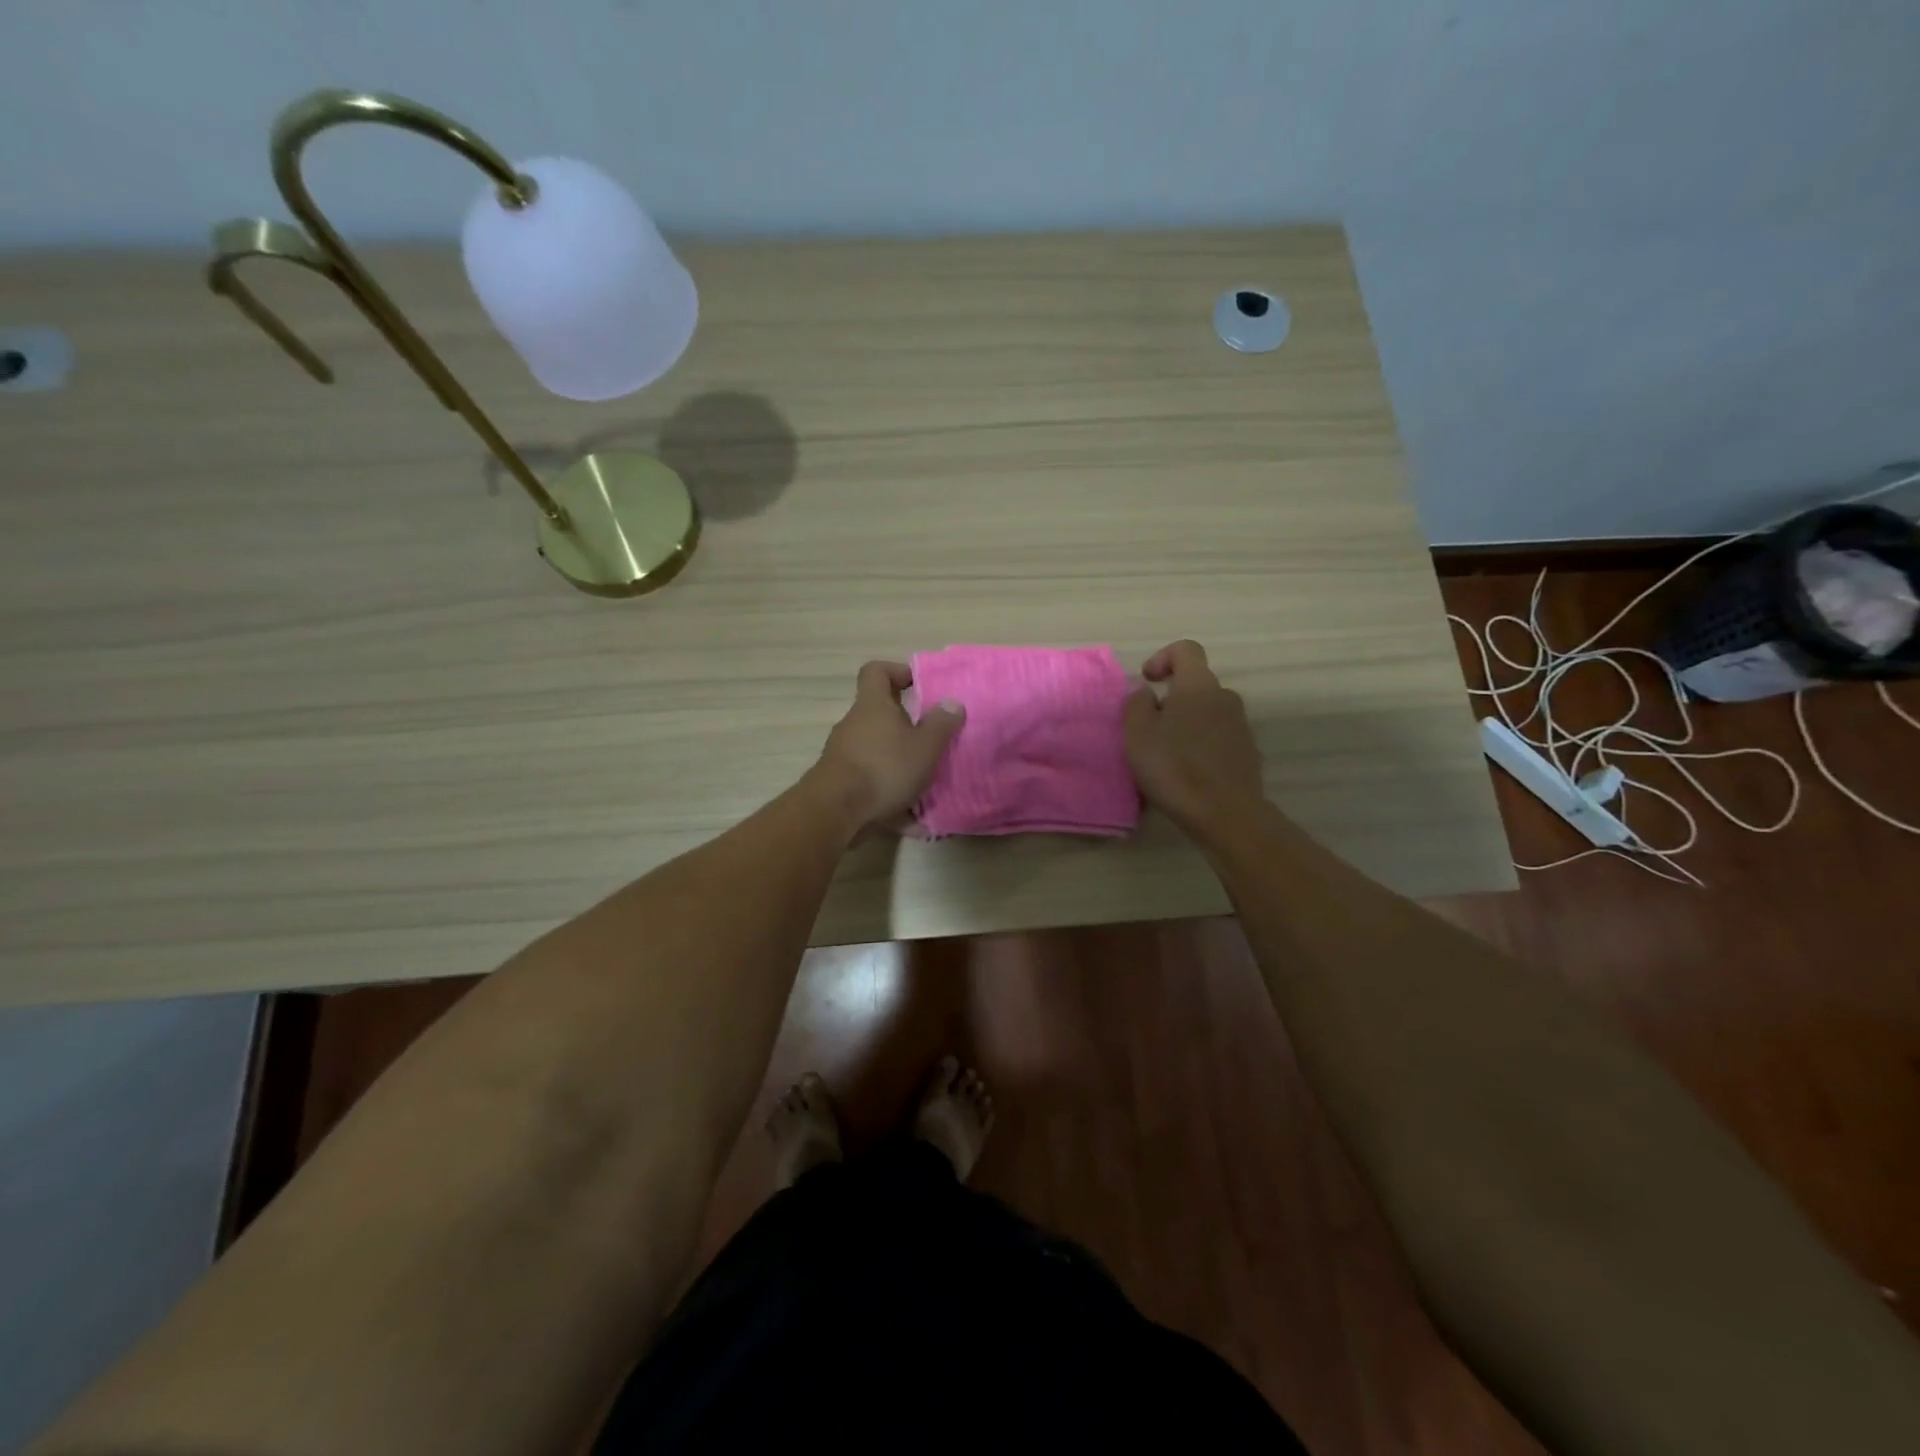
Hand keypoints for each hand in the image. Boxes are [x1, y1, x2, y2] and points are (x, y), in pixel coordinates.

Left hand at [813, 661, 965, 836]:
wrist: (835, 811)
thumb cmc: (884, 767)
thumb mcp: (924, 746)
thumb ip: (941, 724)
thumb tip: (952, 702)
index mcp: (873, 705)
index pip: (877, 671)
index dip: (898, 672)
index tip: (920, 686)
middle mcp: (854, 723)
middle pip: (879, 713)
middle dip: (907, 725)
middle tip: (932, 738)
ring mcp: (843, 753)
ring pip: (877, 748)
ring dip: (900, 761)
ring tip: (926, 781)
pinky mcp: (840, 781)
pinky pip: (871, 778)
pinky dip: (889, 791)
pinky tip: (910, 815)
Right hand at [1124, 640, 1263, 834]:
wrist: (1225, 813)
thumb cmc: (1174, 767)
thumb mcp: (1137, 733)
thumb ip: (1137, 703)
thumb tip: (1147, 693)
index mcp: (1198, 685)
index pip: (1186, 649)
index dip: (1163, 658)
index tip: (1147, 682)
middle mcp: (1225, 697)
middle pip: (1195, 684)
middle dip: (1171, 698)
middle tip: (1149, 728)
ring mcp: (1241, 725)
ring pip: (1207, 712)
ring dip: (1186, 723)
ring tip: (1167, 754)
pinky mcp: (1247, 751)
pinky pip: (1218, 736)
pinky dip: (1201, 744)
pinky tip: (1188, 771)